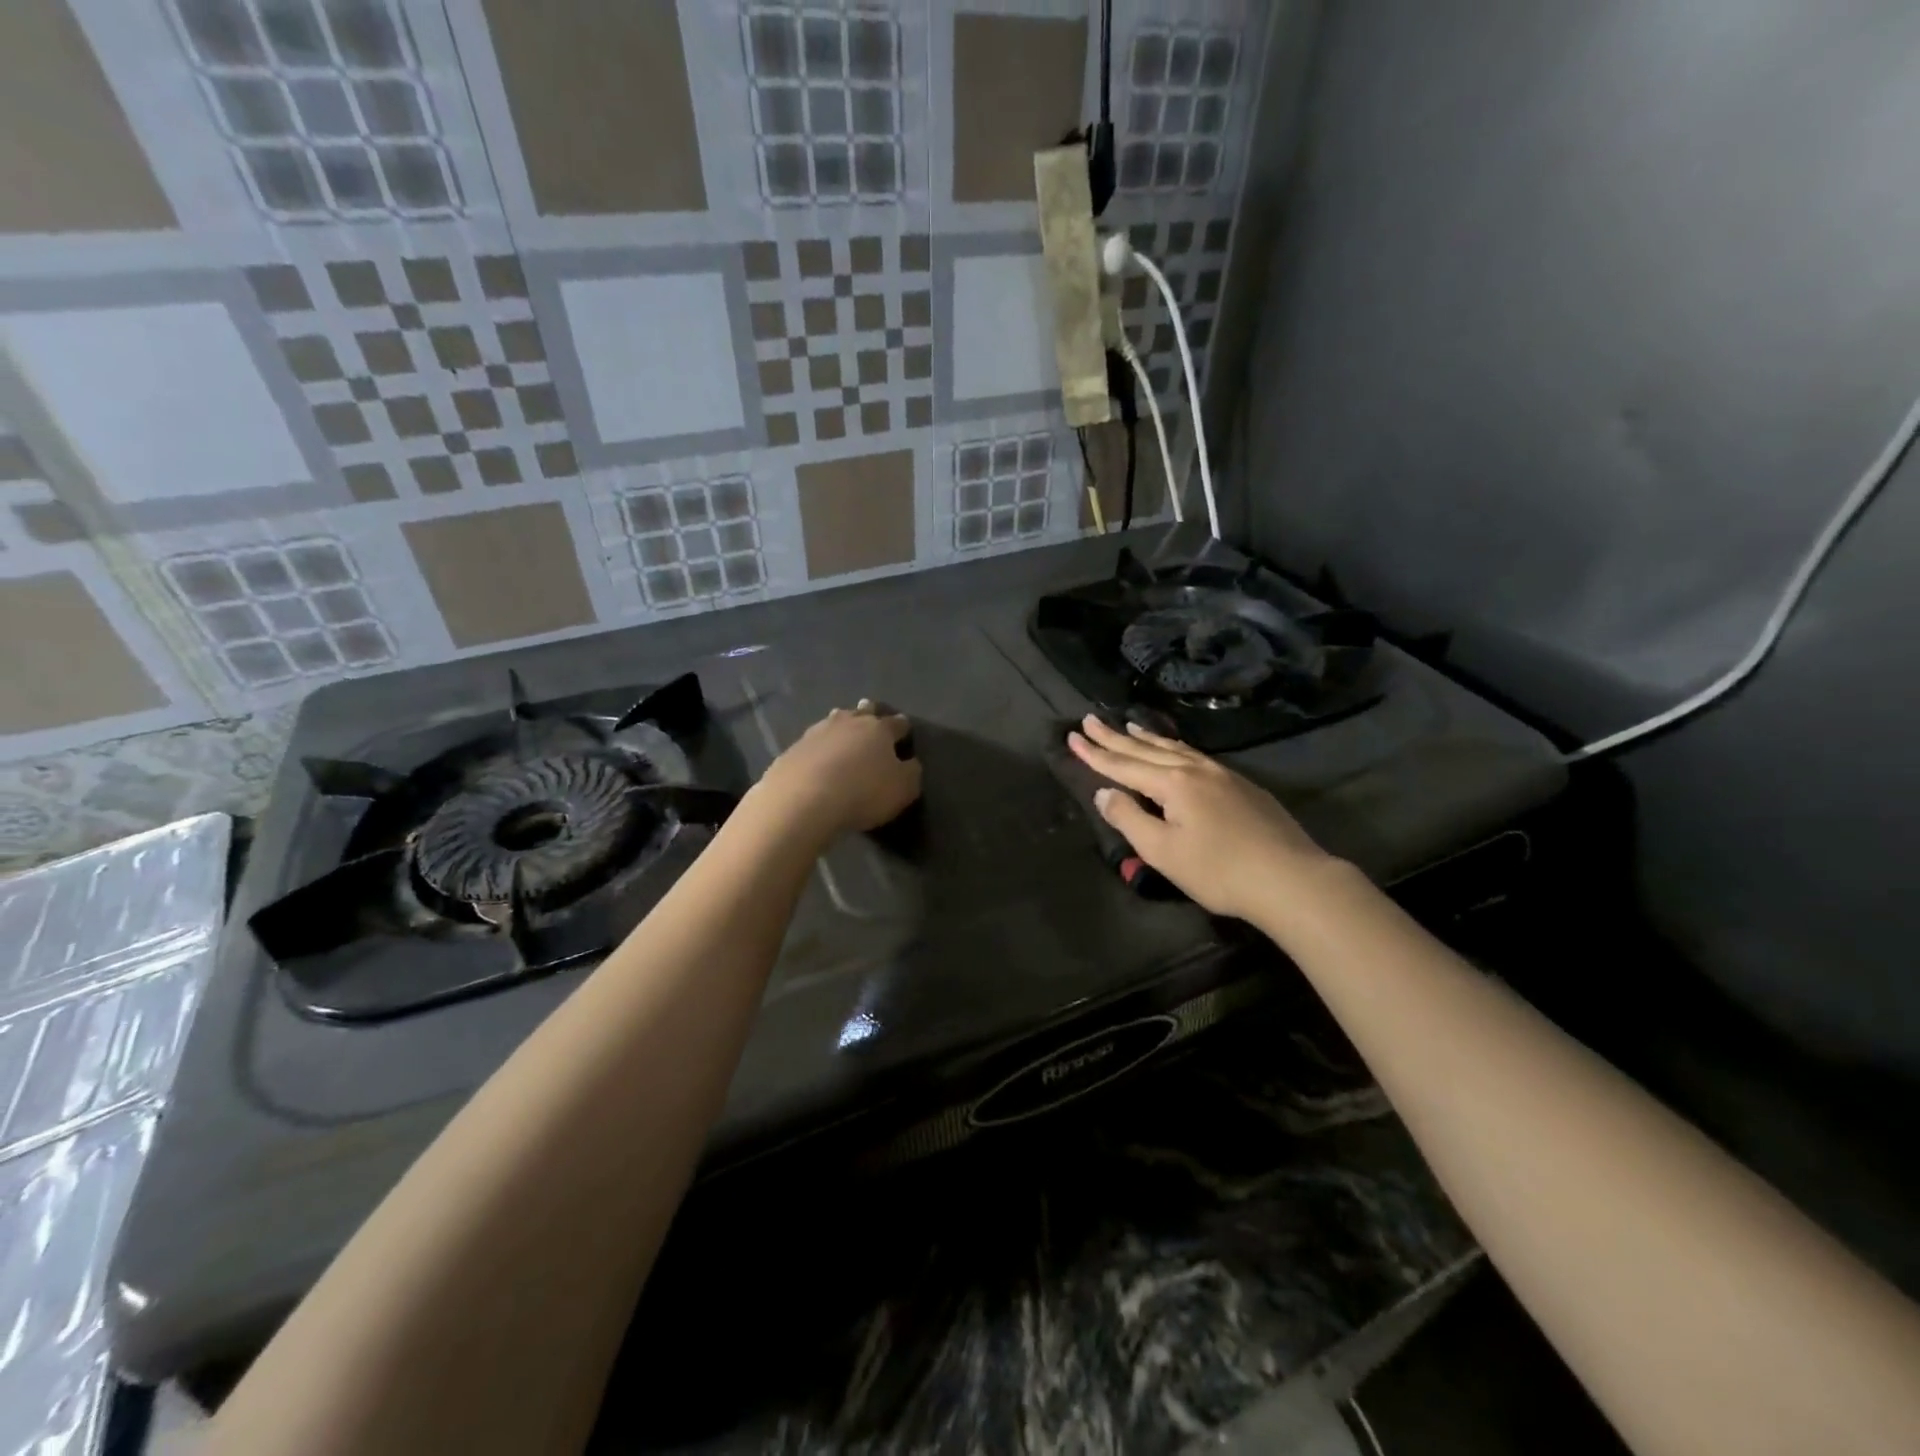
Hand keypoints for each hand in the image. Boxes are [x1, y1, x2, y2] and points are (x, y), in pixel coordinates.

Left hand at [750, 700, 921, 844]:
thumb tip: (910, 763)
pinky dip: (818, 747)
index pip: (896, 723)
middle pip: (862, 713)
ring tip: (841, 726)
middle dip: (868, 712)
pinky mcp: (792, 749)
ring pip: (833, 721)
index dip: (903, 726)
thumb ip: (911, 773)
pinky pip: (811, 743)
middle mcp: (848, 723)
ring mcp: (817, 733)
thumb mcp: (903, 789)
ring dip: (840, 724)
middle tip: (869, 710)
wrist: (803, 799)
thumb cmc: (863, 792)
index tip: (905, 728)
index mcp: (879, 729)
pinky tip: (816, 756)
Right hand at [1067, 713, 1335, 923]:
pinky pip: (1196, 755)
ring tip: (1129, 724)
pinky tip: (1176, 751)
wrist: (1290, 879)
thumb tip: (1104, 793)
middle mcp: (1195, 770)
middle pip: (1146, 749)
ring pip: (1175, 749)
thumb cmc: (1219, 871)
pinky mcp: (1242, 786)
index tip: (1073, 736)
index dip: (1095, 753)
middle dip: (1115, 736)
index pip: (1124, 765)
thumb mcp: (1163, 852)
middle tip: (1090, 719)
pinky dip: (1174, 748)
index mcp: (1173, 784)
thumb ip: (1129, 819)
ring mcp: (1223, 775)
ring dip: (1147, 737)